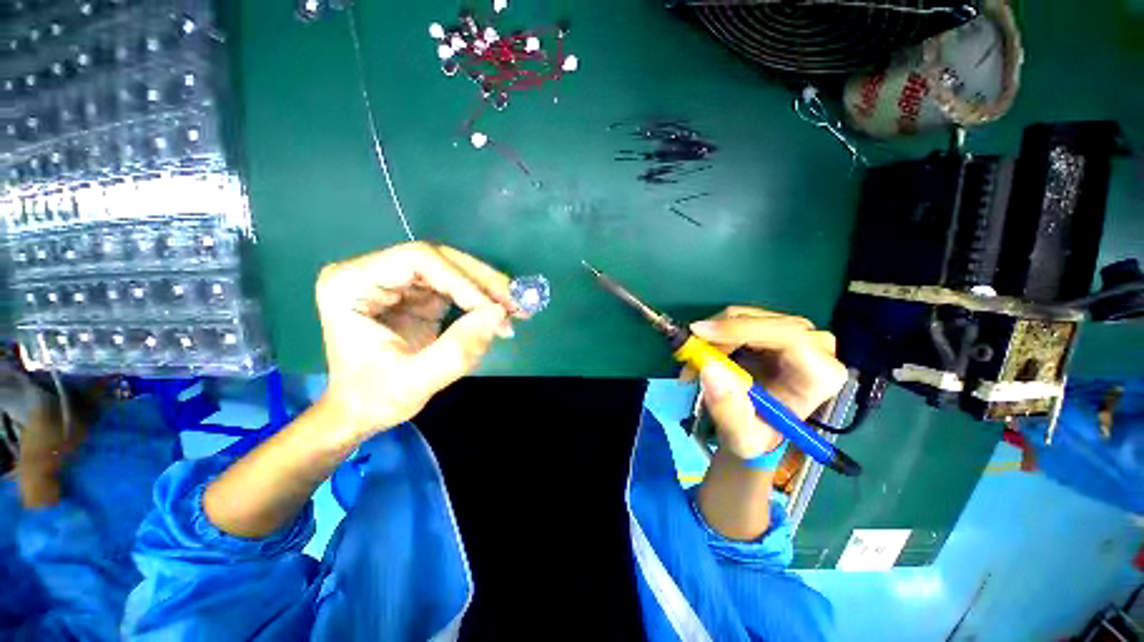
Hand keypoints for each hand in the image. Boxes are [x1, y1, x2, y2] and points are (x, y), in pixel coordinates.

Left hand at [315, 242, 519, 442]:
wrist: (360, 411)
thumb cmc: (373, 399)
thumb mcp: (415, 383)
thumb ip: (457, 350)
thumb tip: (498, 314)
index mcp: (352, 283)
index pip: (417, 260)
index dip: (462, 280)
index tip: (493, 310)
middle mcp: (373, 272)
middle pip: (440, 259)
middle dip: (483, 282)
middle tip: (517, 303)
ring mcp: (397, 281)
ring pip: (454, 269)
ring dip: (489, 289)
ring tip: (517, 310)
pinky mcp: (417, 295)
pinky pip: (458, 286)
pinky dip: (483, 299)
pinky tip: (502, 313)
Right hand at [687, 306, 847, 459]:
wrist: (759, 430)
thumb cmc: (757, 437)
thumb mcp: (741, 437)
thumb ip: (728, 409)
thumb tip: (709, 368)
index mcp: (820, 376)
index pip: (788, 336)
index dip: (741, 329)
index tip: (700, 335)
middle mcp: (816, 348)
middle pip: (763, 321)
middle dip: (719, 335)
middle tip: (689, 356)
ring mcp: (796, 334)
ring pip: (745, 315)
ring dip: (712, 336)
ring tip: (694, 365)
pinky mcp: (775, 329)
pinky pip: (738, 318)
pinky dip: (714, 334)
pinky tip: (706, 355)